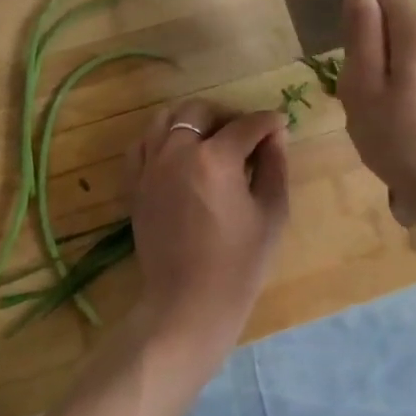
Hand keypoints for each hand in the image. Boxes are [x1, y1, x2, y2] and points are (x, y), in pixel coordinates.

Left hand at [124, 100, 288, 374]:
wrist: (188, 304)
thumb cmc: (239, 264)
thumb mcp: (271, 213)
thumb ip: (274, 165)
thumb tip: (275, 135)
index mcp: (215, 159)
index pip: (246, 125)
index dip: (269, 122)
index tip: (280, 125)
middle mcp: (177, 152)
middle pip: (200, 110)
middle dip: (227, 115)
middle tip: (245, 135)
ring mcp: (150, 167)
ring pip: (166, 119)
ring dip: (192, 121)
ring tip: (210, 140)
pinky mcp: (135, 185)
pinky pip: (142, 144)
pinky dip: (161, 139)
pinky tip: (179, 155)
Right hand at [339, 0, 415, 222]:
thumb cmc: (401, 140)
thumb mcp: (364, 87)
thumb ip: (361, 36)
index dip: (359, 12)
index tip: (347, 52)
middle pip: (395, 27)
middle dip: (369, 51)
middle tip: (358, 94)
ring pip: (406, 57)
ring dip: (384, 78)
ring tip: (376, 119)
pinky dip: (403, 96)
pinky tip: (399, 133)